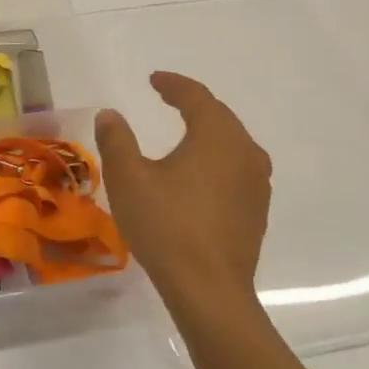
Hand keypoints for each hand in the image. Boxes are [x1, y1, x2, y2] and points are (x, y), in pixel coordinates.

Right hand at [95, 72, 271, 333]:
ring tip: (185, 134)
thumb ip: (117, 140)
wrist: (208, 288)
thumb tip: (111, 114)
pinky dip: (215, 161)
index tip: (154, 79)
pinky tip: (198, 176)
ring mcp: (257, 185)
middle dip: (193, 105)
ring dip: (208, 133)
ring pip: (232, 145)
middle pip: (220, 118)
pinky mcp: (257, 212)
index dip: (174, 85)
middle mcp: (246, 153)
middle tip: (168, 99)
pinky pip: (236, 170)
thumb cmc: (165, 224)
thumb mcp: (127, 177)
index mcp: (217, 137)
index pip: (197, 97)